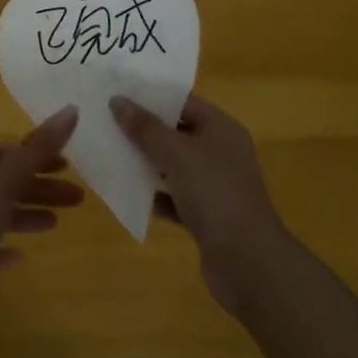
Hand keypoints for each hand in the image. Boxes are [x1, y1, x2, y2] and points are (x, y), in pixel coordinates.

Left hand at [0, 105, 83, 282]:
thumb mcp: (6, 178)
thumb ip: (39, 147)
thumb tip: (72, 109)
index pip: (5, 150)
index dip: (38, 156)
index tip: (68, 167)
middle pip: (3, 181)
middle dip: (40, 188)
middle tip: (77, 198)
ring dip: (25, 214)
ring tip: (56, 224)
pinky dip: (1, 247)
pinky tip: (20, 257)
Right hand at [111, 93, 283, 315]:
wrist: (249, 263)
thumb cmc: (214, 193)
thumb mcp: (176, 153)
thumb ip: (145, 127)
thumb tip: (117, 100)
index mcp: (221, 129)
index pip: (183, 102)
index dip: (152, 96)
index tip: (119, 93)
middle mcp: (221, 153)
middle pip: (178, 133)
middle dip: (145, 130)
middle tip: (109, 122)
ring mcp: (216, 186)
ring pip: (175, 166)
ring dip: (148, 163)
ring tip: (113, 154)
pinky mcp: (209, 217)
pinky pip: (176, 197)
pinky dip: (157, 196)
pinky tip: (131, 194)